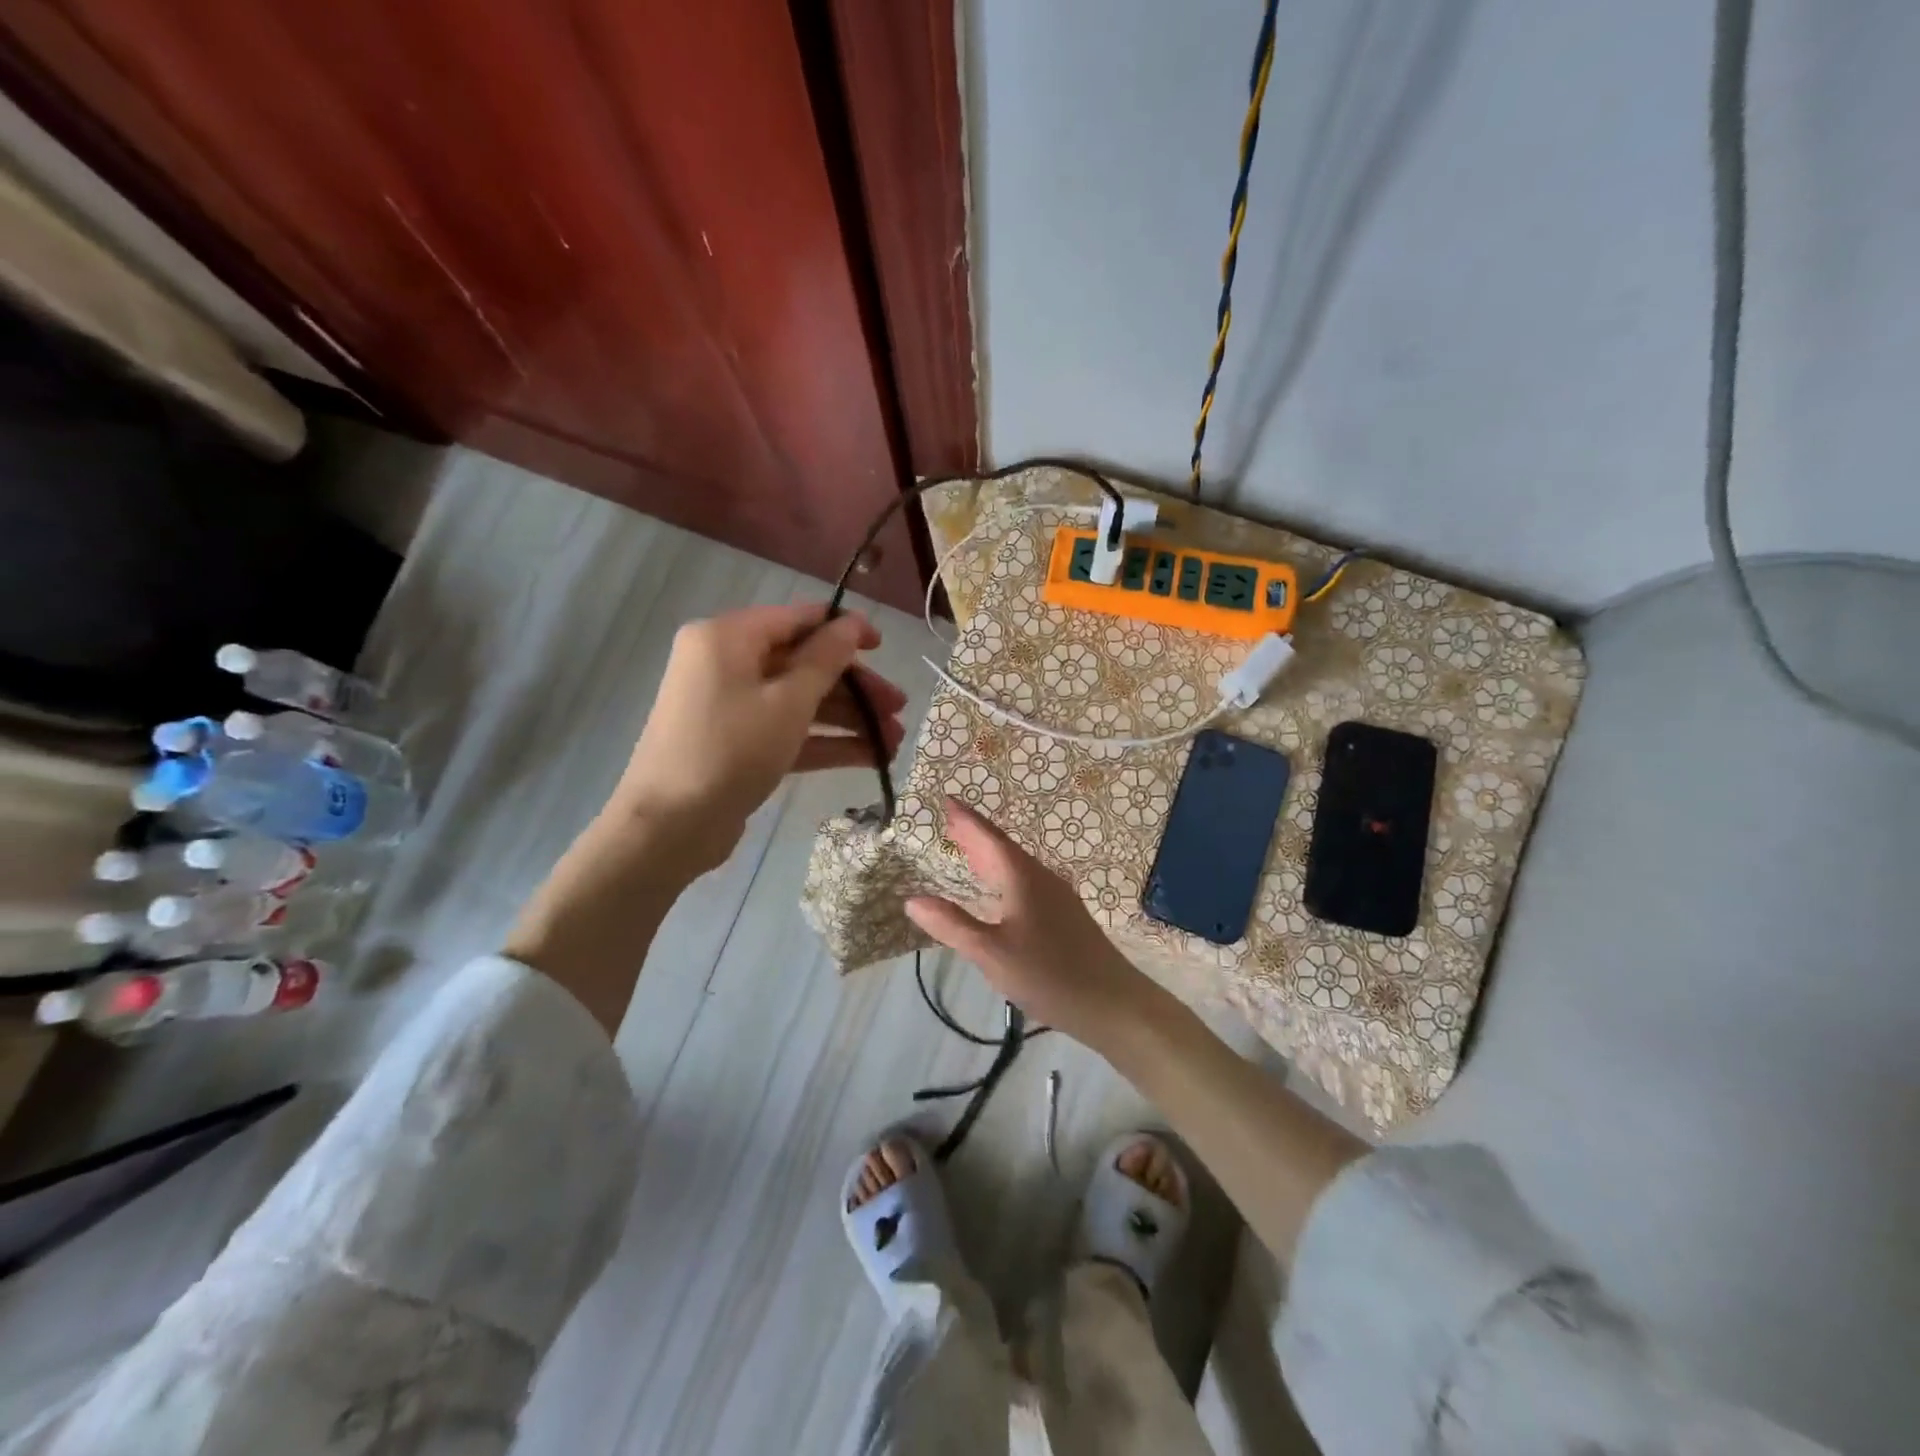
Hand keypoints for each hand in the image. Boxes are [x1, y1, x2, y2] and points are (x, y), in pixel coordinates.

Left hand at [613, 603, 905, 869]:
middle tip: (899, 708)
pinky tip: (870, 757)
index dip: (844, 630)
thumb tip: (852, 624)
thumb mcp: (787, 702)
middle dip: (855, 688)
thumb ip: (825, 660)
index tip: (883, 647)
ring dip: (848, 719)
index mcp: (728, 638)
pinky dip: (825, 742)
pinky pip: (787, 731)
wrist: (668, 827)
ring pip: (800, 702)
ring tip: (894, 742)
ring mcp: (731, 707)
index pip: (797, 619)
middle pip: (803, 664)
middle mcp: (726, 664)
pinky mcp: (738, 744)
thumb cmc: (730, 750)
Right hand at [905, 797, 1150, 1045]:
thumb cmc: (1049, 974)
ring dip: (989, 856)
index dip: (966, 820)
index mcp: (1023, 878)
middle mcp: (1041, 878)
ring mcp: (1057, 897)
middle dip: (975, 835)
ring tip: (967, 849)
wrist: (1113, 1003)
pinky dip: (1003, 876)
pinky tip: (999, 891)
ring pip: (1016, 866)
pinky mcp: (1064, 917)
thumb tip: (912, 899)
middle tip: (949, 821)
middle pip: (1003, 849)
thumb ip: (952, 925)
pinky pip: (1025, 882)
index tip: (947, 800)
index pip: (989, 838)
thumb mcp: (991, 953)